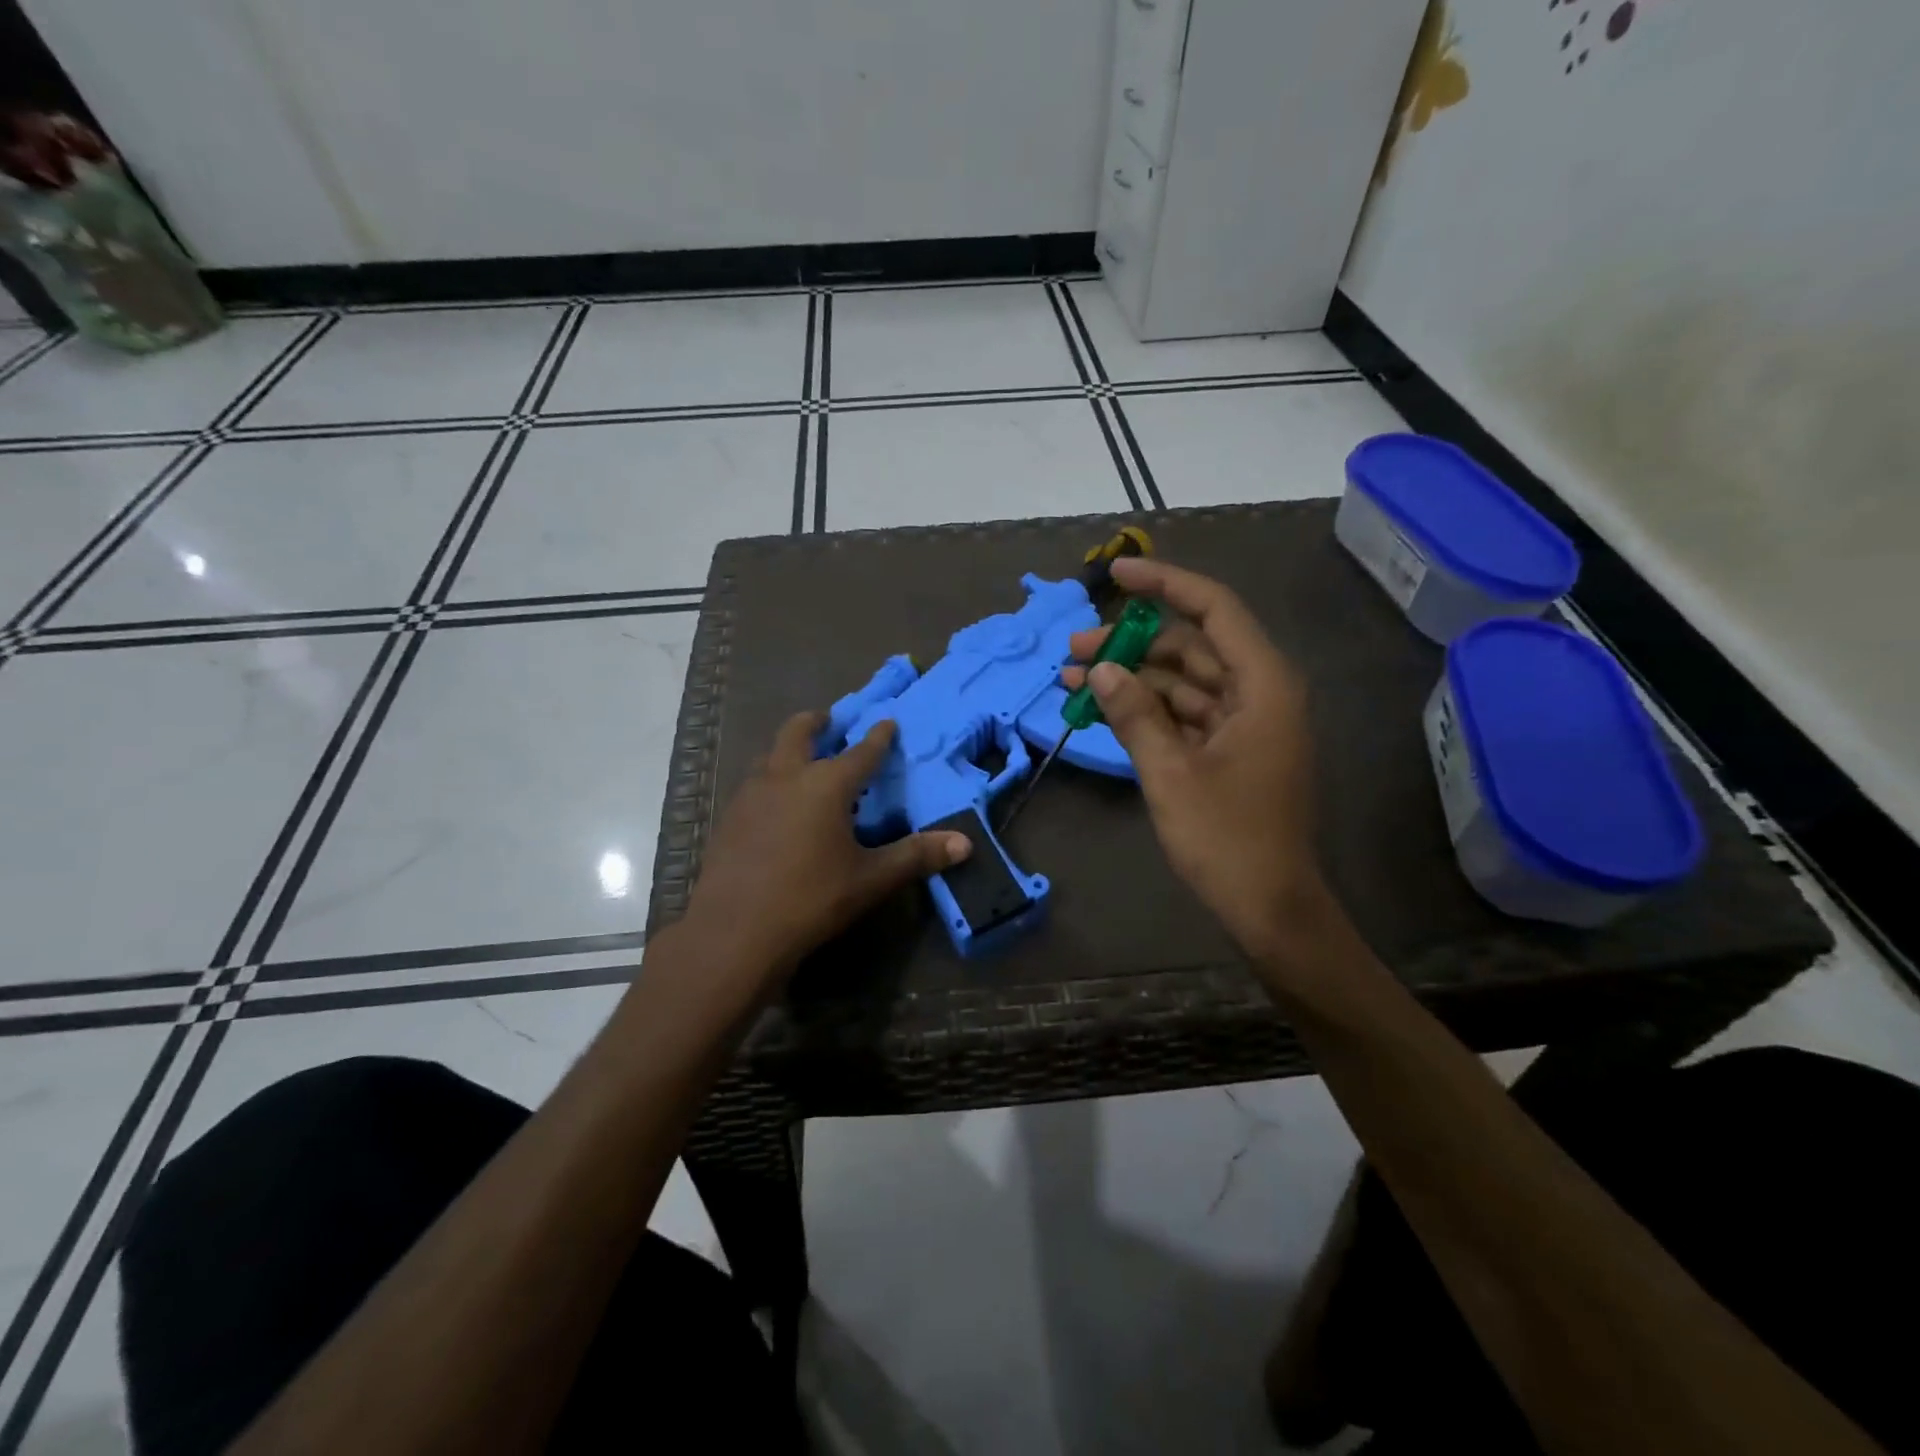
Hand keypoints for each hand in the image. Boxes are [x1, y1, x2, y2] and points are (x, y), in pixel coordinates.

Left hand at [683, 713, 970, 983]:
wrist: (735, 931)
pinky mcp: (729, 818)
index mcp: (826, 785)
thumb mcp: (871, 879)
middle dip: (816, 722)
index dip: (878, 737)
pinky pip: (753, 785)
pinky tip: (775, 806)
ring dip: (788, 750)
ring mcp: (751, 795)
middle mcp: (786, 777)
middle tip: (829, 721)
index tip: (887, 721)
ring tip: (802, 761)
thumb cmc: (811, 898)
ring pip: (770, 755)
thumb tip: (965, 844)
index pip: (861, 752)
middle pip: (798, 732)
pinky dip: (770, 780)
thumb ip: (916, 856)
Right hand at [1063, 557, 1327, 963]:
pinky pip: (1184, 714)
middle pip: (1191, 647)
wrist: (1269, 908)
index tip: (1116, 576)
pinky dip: (1147, 710)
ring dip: (1133, 680)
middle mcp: (1258, 693)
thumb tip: (1101, 671)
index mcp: (1262, 686)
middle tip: (1074, 649)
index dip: (1165, 585)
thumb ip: (1135, 715)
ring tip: (1074, 681)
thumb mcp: (1170, 773)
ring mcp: (1245, 724)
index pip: (1214, 610)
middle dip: (1132, 644)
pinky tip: (1104, 709)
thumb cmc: (1227, 839)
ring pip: (1183, 682)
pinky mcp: (1230, 751)